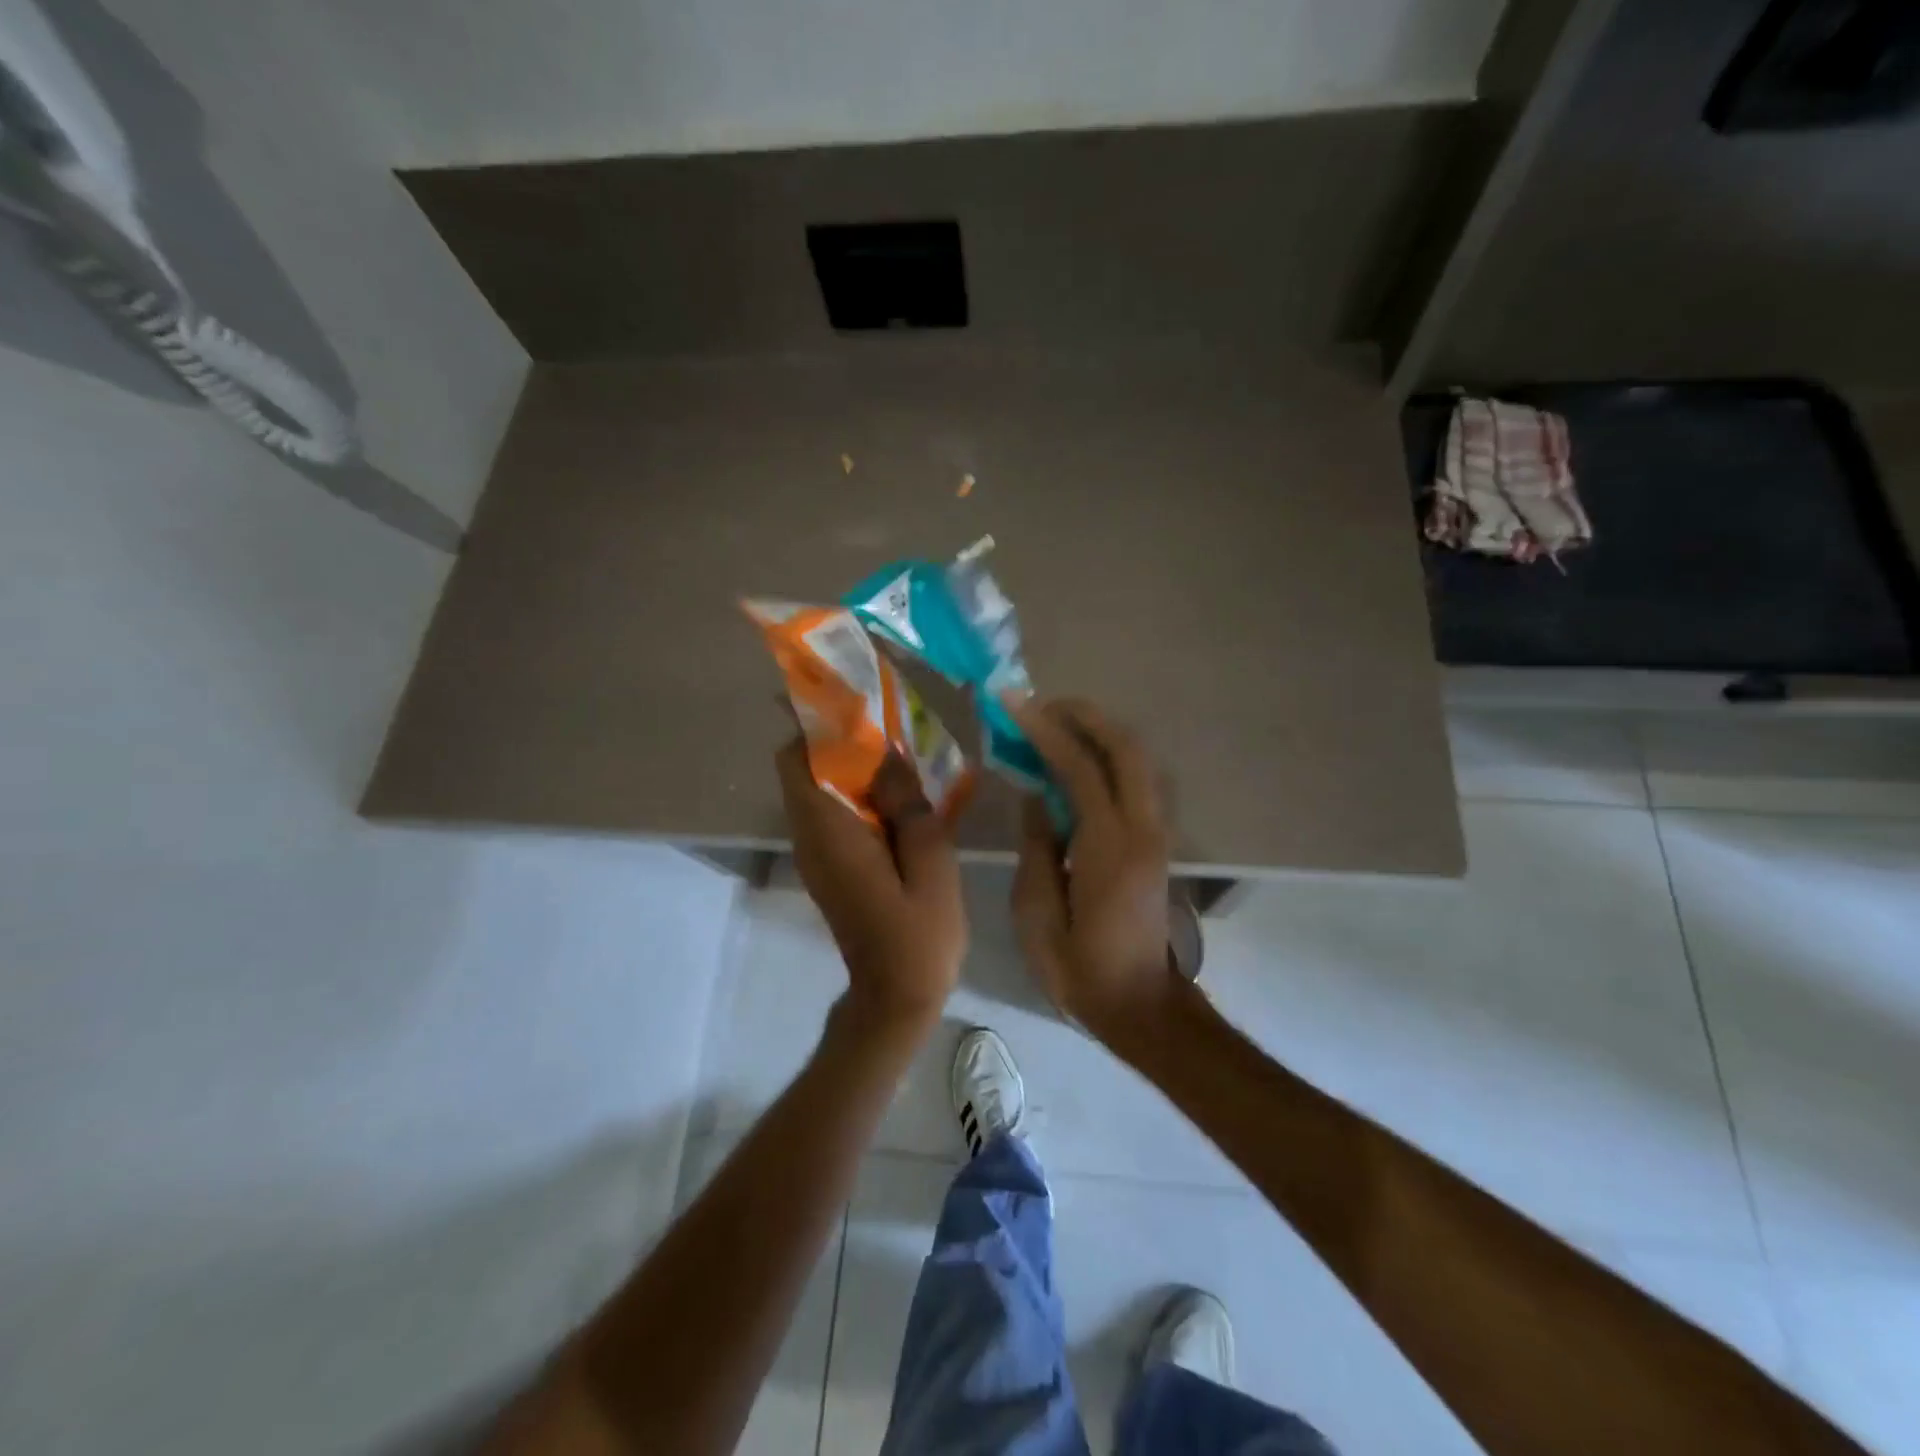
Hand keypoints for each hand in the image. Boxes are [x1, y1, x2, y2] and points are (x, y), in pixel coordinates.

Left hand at [775, 740, 965, 1032]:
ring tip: (903, 758)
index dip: (818, 725)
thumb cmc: (918, 934)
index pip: (796, 759)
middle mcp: (810, 836)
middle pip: (804, 768)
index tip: (859, 707)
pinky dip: (858, 794)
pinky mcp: (829, 865)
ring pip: (819, 788)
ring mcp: (816, 853)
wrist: (896, 997)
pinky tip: (902, 798)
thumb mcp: (930, 862)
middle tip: (892, 728)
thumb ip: (909, 803)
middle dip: (841, 740)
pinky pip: (833, 812)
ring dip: (853, 766)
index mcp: (829, 831)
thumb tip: (888, 754)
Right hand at [1006, 697, 1179, 1042]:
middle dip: (1085, 716)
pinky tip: (1079, 759)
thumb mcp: (1036, 913)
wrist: (1139, 1005)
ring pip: (1140, 760)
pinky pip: (1138, 780)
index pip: (1081, 768)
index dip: (1046, 730)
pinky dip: (1110, 756)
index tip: (1014, 704)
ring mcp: (1157, 834)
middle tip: (1040, 706)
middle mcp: (1142, 829)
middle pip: (1126, 748)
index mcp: (1108, 847)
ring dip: (1101, 732)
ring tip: (1057, 723)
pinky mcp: (1158, 842)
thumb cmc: (1078, 968)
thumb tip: (1036, 795)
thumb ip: (1036, 846)